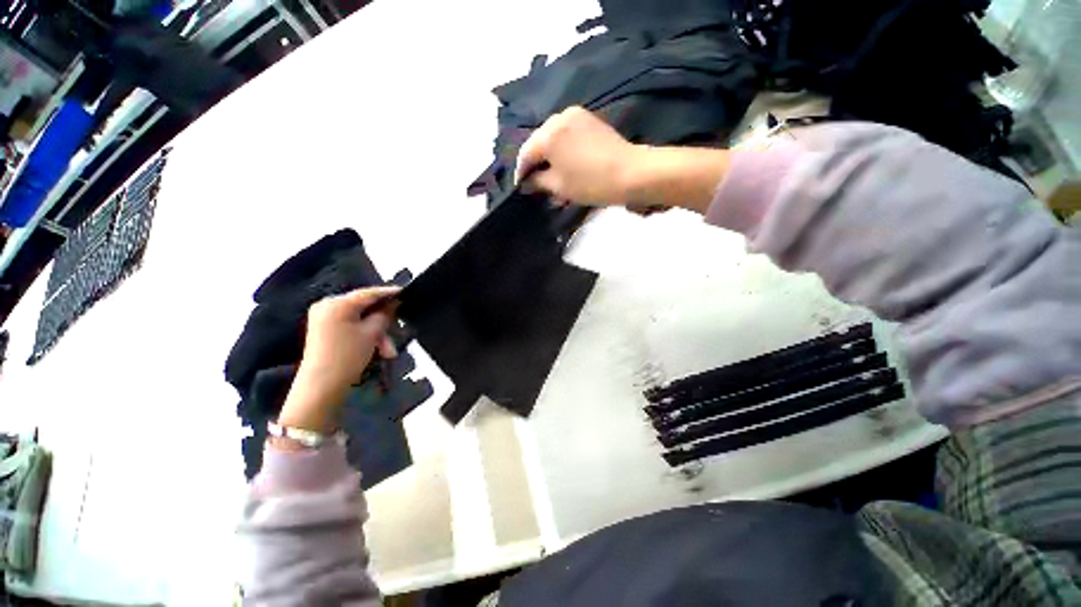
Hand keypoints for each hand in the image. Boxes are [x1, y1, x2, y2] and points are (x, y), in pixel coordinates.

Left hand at [277, 286, 399, 433]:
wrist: (321, 387)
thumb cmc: (347, 356)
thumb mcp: (372, 333)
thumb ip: (384, 315)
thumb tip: (393, 303)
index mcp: (337, 303)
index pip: (369, 293)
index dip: (389, 292)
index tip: (406, 291)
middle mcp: (328, 305)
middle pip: (365, 308)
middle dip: (383, 323)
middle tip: (397, 334)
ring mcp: (324, 318)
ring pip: (360, 319)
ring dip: (377, 334)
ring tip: (388, 352)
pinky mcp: (324, 329)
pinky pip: (351, 325)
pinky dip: (365, 335)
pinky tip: (376, 350)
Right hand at [516, 106, 730, 215]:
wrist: (631, 173)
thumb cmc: (591, 182)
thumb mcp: (559, 186)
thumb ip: (538, 182)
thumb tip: (527, 182)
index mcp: (548, 134)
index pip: (526, 154)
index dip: (522, 172)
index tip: (521, 187)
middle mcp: (559, 117)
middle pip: (539, 143)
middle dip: (536, 164)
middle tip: (537, 184)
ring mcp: (577, 115)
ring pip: (554, 138)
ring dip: (550, 157)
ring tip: (552, 177)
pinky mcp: (590, 120)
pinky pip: (567, 134)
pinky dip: (563, 150)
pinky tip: (567, 165)